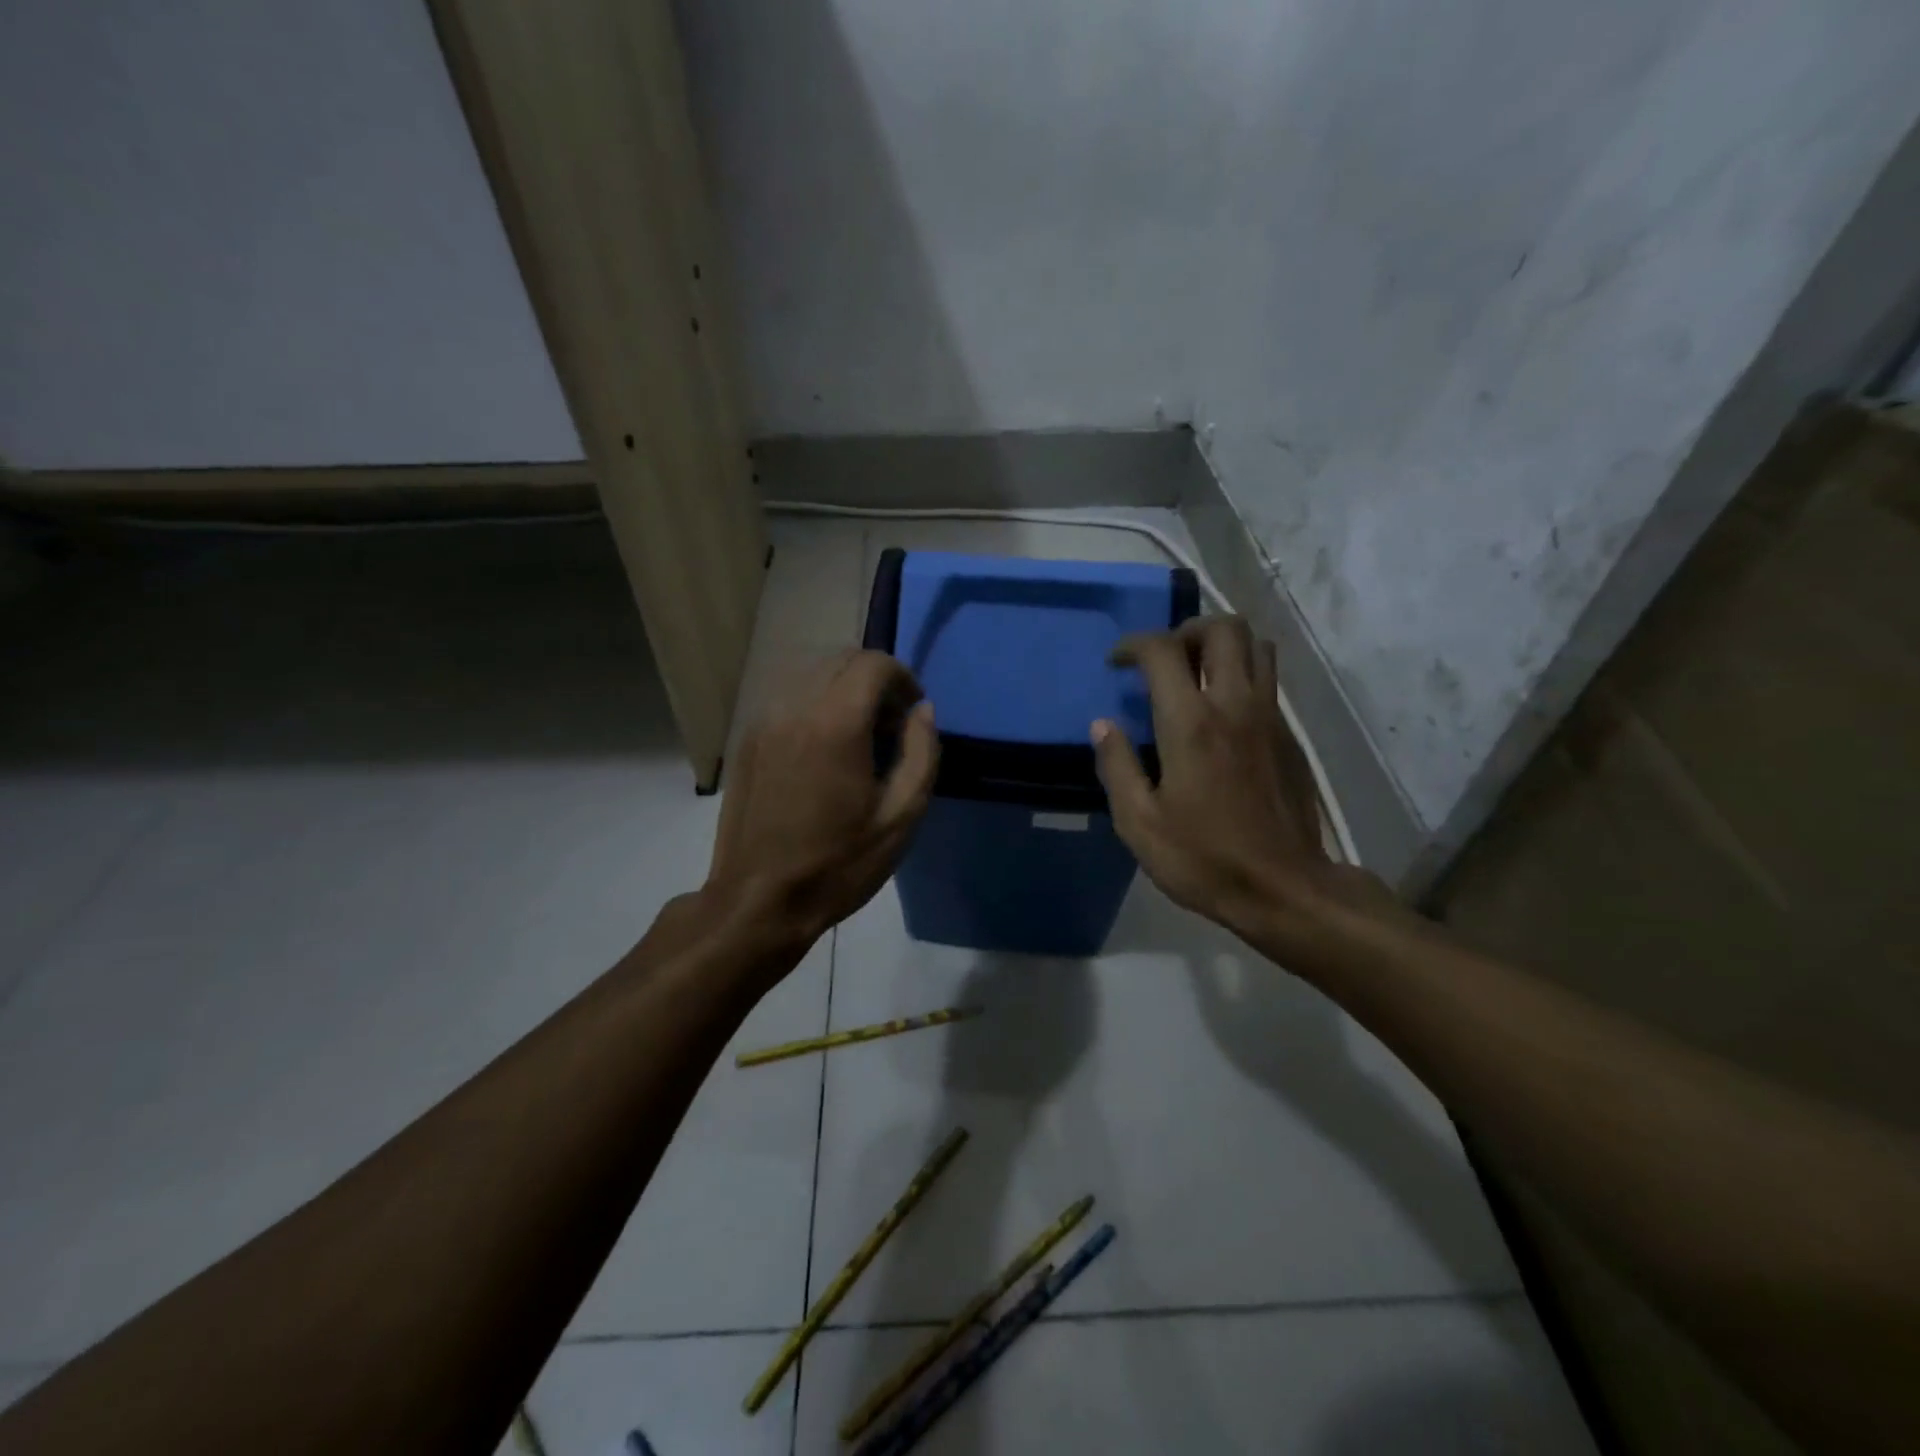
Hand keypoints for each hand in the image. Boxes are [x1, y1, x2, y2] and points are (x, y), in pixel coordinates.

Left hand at [706, 650, 938, 948]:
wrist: (758, 900)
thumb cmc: (837, 864)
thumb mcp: (900, 817)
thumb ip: (922, 753)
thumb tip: (922, 711)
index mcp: (835, 724)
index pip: (873, 664)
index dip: (903, 678)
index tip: (913, 712)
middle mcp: (794, 707)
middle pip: (841, 659)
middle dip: (875, 680)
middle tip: (891, 725)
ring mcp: (763, 720)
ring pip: (812, 673)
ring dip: (844, 689)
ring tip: (858, 737)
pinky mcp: (747, 738)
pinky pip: (788, 696)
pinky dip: (815, 702)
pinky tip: (824, 749)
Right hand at [1091, 616, 1350, 936]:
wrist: (1285, 889)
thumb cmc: (1204, 859)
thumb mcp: (1139, 823)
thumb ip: (1117, 766)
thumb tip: (1102, 725)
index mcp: (1191, 723)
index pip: (1163, 651)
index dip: (1134, 645)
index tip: (1117, 663)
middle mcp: (1235, 705)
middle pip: (1223, 629)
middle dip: (1187, 630)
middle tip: (1164, 659)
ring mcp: (1270, 718)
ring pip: (1257, 646)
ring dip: (1222, 646)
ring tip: (1196, 674)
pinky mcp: (1290, 737)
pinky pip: (1269, 681)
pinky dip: (1243, 674)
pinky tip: (1222, 712)